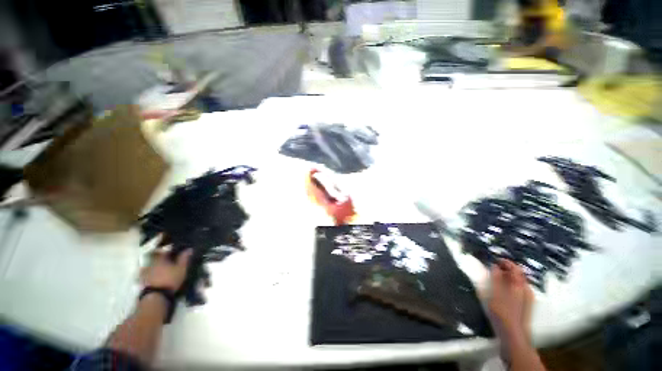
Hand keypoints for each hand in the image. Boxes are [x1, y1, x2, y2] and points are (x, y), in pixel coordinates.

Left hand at [140, 248, 192, 291]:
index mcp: (159, 258)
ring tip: (162, 269)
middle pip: (155, 257)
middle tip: (168, 260)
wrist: (155, 296)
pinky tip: (156, 276)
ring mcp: (144, 272)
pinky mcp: (142, 281)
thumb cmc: (170, 279)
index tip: (174, 251)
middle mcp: (150, 263)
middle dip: (161, 258)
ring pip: (150, 265)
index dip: (169, 250)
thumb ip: (184, 258)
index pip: (164, 250)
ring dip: (156, 266)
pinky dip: (151, 273)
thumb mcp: (181, 268)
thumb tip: (189, 249)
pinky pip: (147, 273)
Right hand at [488, 259, 533, 341]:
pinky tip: (505, 288)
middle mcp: (526, 288)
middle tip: (496, 266)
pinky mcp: (526, 304)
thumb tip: (495, 266)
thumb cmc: (501, 311)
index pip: (514, 267)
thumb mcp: (494, 293)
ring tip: (498, 276)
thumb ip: (495, 278)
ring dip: (510, 276)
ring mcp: (527, 297)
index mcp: (518, 284)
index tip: (495, 259)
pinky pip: (520, 288)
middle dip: (508, 268)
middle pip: (519, 273)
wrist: (513, 333)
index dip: (505, 262)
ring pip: (520, 281)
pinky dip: (512, 283)